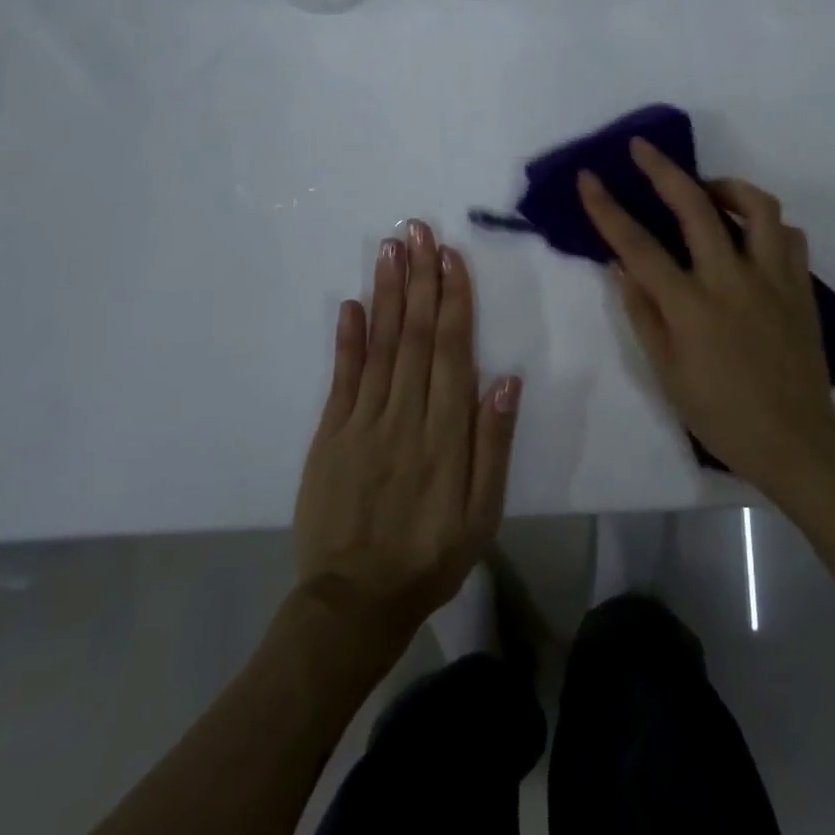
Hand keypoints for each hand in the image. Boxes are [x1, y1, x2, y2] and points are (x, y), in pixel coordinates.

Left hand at [293, 221, 520, 653]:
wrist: (355, 603)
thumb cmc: (431, 555)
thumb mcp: (483, 514)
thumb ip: (492, 445)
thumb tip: (505, 380)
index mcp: (444, 434)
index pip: (450, 351)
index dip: (452, 300)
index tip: (450, 256)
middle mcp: (403, 417)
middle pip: (413, 335)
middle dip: (418, 279)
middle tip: (417, 230)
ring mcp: (360, 424)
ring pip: (378, 347)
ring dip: (385, 294)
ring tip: (389, 249)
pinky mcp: (329, 437)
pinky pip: (340, 380)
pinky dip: (346, 339)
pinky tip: (351, 304)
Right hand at [577, 139, 834, 500]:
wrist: (795, 439)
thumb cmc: (721, 413)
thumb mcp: (667, 372)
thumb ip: (643, 313)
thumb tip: (620, 266)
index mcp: (691, 306)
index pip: (639, 246)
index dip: (608, 209)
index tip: (589, 178)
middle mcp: (732, 279)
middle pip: (695, 207)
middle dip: (663, 170)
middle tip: (643, 147)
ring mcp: (773, 278)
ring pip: (757, 206)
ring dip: (727, 186)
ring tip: (707, 190)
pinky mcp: (801, 285)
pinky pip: (787, 235)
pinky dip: (766, 223)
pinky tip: (750, 234)